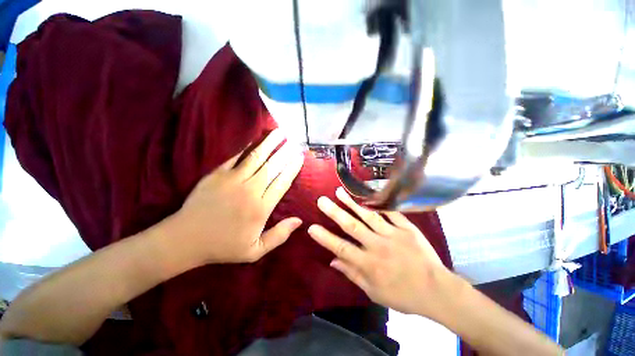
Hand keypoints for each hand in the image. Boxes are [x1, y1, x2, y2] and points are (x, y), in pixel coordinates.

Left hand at [170, 129, 304, 264]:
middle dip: (285, 152)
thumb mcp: (255, 250)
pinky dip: (247, 148)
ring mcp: (232, 180)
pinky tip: (256, 140)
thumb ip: (279, 235)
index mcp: (261, 208)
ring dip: (269, 144)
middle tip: (294, 141)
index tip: (300, 157)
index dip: (292, 168)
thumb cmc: (223, 246)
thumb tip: (299, 220)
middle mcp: (250, 190)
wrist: (184, 240)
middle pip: (272, 166)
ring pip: (256, 157)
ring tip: (279, 133)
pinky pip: (236, 157)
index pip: (282, 183)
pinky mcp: (217, 174)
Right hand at [308, 187, 449, 316]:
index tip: (311, 227)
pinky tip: (368, 195)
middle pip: (352, 226)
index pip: (341, 248)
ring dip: (352, 203)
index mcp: (368, 264)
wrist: (437, 291)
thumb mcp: (374, 292)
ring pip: (368, 215)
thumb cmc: (403, 295)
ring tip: (339, 192)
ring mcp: (392, 234)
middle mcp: (377, 246)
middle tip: (322, 200)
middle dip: (334, 212)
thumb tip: (333, 261)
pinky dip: (379, 204)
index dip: (325, 238)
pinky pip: (391, 213)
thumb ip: (352, 274)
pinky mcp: (406, 228)